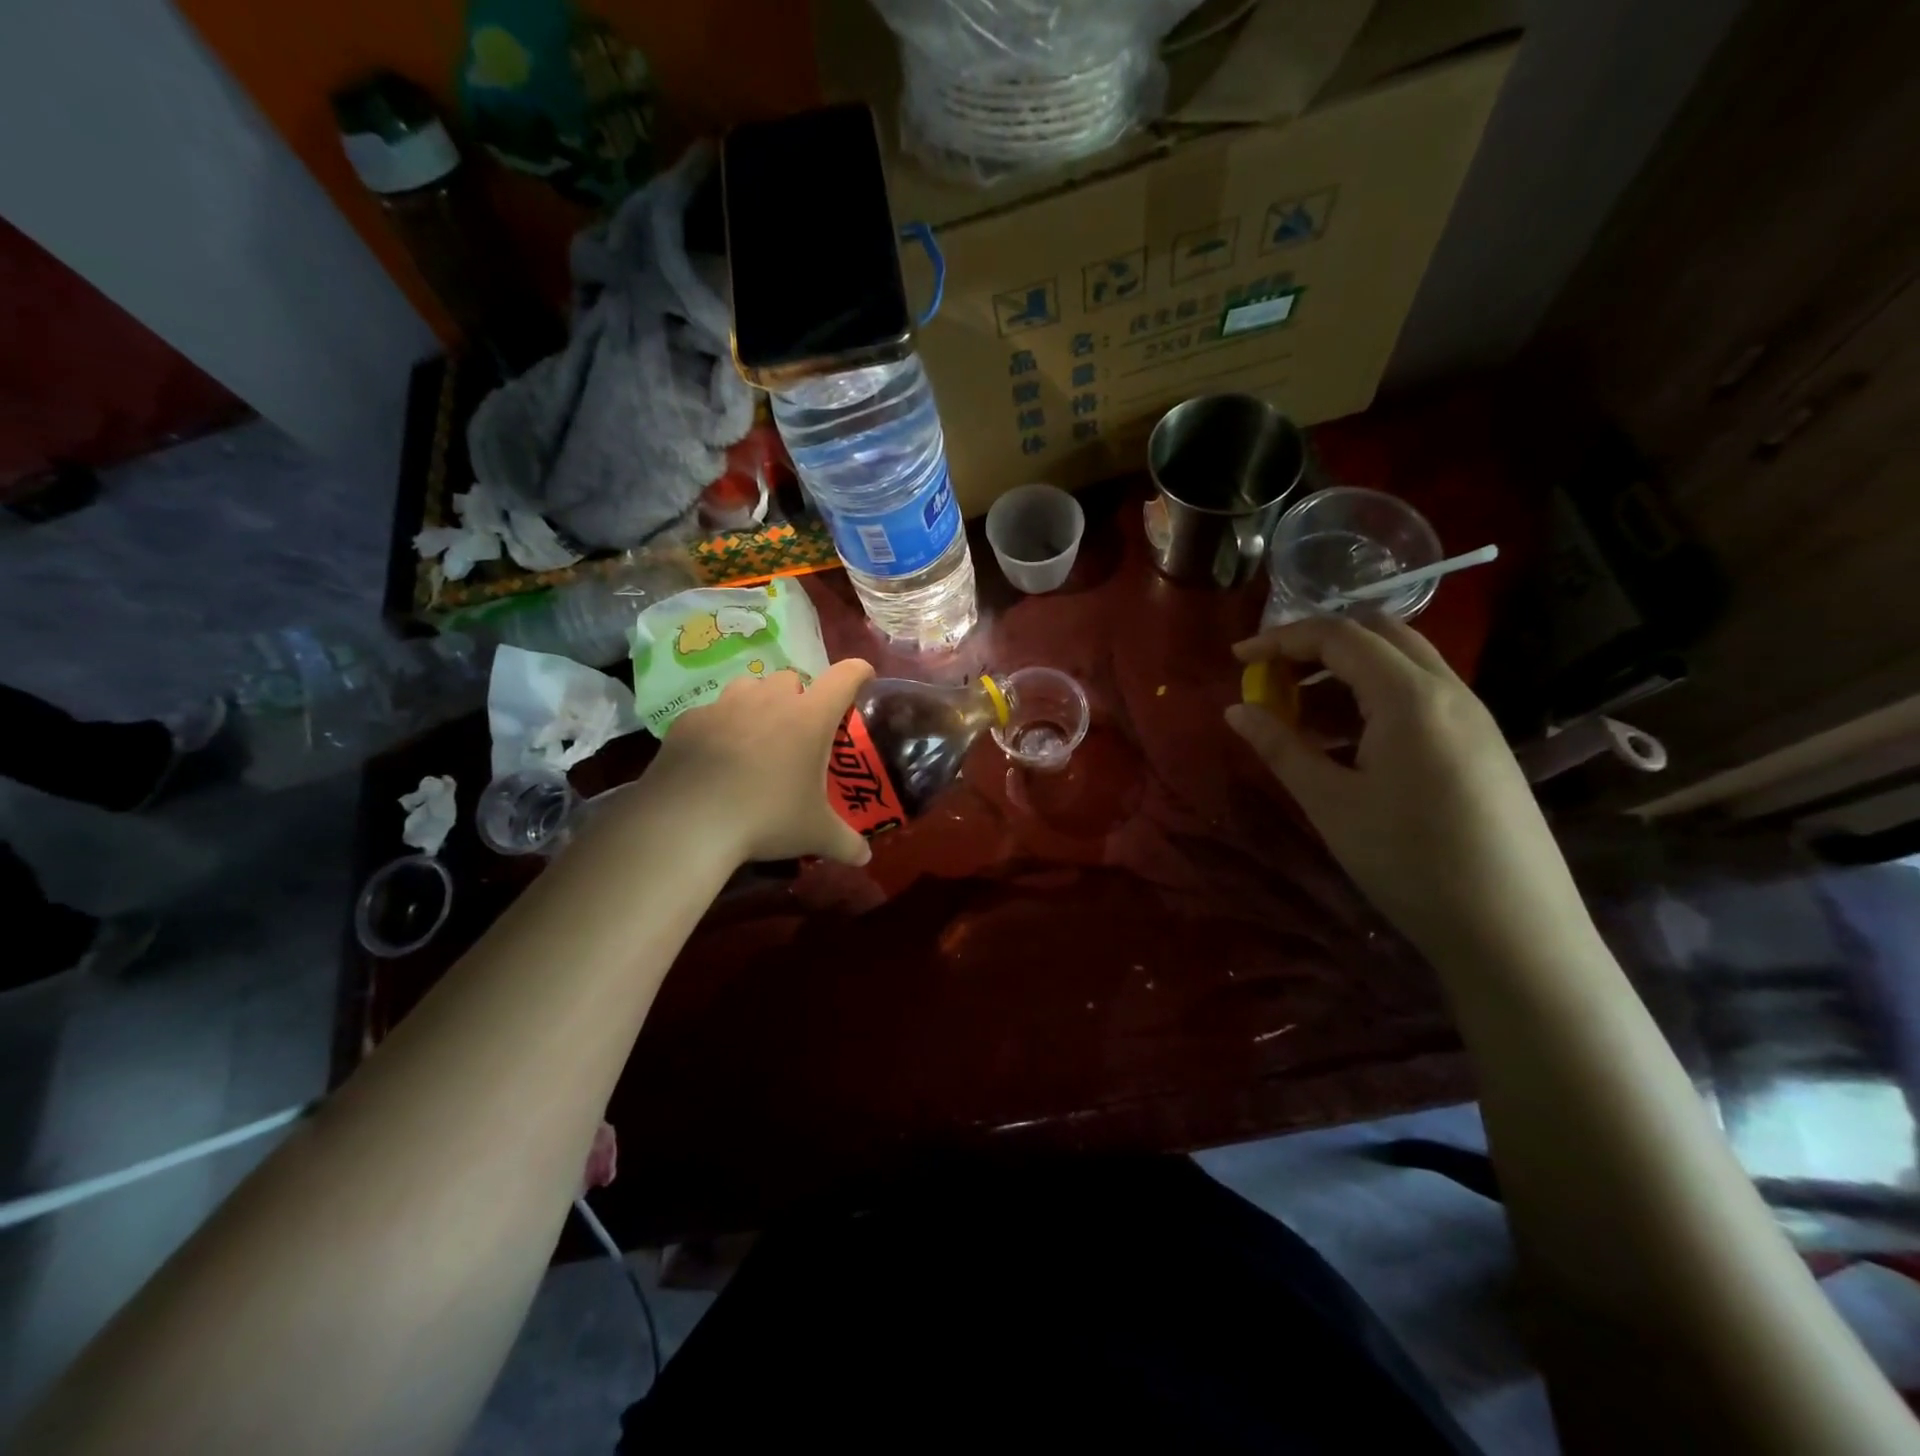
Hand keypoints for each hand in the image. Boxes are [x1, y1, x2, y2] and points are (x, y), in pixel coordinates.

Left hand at [647, 659, 874, 867]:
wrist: (687, 822)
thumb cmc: (766, 818)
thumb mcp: (814, 834)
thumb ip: (846, 842)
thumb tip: (865, 858)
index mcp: (809, 717)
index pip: (844, 677)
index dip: (859, 673)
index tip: (864, 677)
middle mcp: (769, 700)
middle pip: (791, 678)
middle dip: (799, 696)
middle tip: (799, 729)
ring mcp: (725, 706)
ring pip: (749, 687)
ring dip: (758, 703)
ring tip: (756, 736)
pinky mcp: (689, 720)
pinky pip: (712, 713)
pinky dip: (719, 727)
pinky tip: (715, 757)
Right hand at [1225, 616, 1589, 963]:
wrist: (1513, 930)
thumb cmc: (1409, 861)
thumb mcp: (1330, 803)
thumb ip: (1280, 747)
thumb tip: (1236, 710)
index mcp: (1409, 697)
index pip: (1338, 636)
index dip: (1281, 639)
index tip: (1237, 658)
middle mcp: (1449, 691)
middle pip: (1378, 634)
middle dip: (1317, 645)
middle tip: (1272, 677)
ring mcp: (1473, 717)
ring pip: (1403, 664)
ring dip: (1346, 672)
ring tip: (1301, 714)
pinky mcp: (1482, 745)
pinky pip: (1420, 696)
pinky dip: (1374, 698)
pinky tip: (1347, 743)